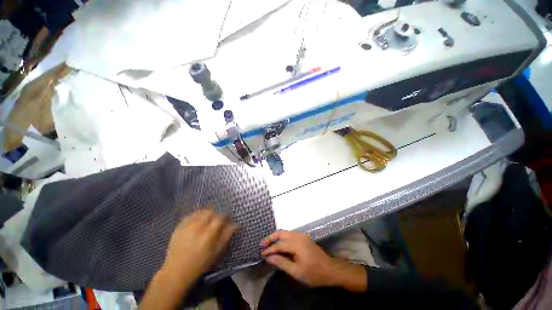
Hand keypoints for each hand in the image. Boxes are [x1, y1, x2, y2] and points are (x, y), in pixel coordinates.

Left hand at [162, 209, 237, 283]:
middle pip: (211, 211)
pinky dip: (196, 215)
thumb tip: (237, 225)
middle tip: (216, 221)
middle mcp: (198, 226)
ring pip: (201, 211)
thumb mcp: (217, 251)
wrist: (176, 271)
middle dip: (216, 214)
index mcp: (209, 233)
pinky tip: (197, 221)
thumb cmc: (200, 263)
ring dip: (207, 213)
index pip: (221, 217)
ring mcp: (187, 225)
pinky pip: (190, 215)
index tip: (227, 220)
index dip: (226, 217)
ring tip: (207, 220)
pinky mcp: (179, 226)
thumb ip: (227, 235)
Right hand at [260, 230, 366, 291]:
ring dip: (276, 236)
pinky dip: (282, 237)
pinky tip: (279, 243)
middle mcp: (298, 236)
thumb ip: (281, 262)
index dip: (269, 249)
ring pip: (285, 232)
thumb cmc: (313, 273)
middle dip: (270, 238)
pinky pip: (290, 234)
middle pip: (281, 233)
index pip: (279, 245)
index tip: (262, 254)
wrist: (330, 269)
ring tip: (268, 244)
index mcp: (297, 244)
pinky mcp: (304, 237)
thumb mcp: (296, 271)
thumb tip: (268, 257)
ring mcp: (301, 235)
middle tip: (262, 244)